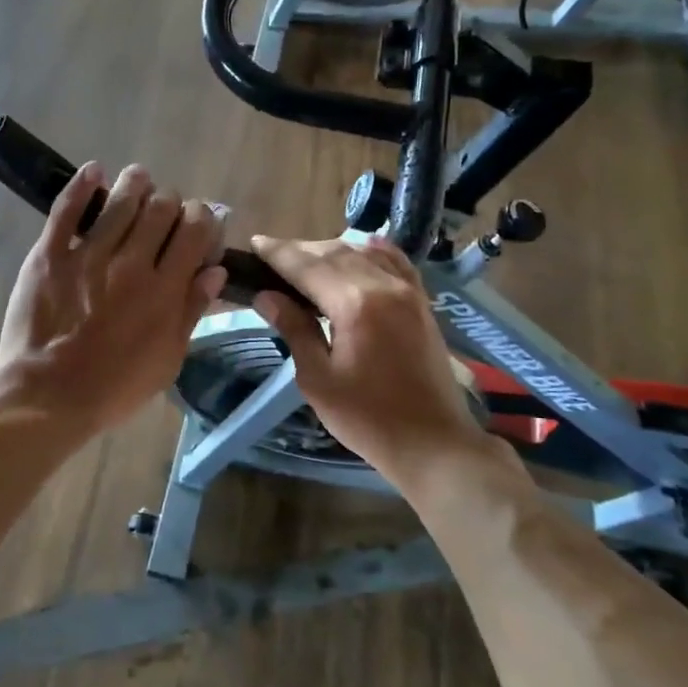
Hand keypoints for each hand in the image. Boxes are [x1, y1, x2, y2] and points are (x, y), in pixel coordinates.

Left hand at [0, 162, 226, 434]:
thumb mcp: (168, 360)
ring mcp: (88, 255)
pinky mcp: (50, 254)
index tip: (198, 223)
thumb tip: (215, 270)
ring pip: (120, 200)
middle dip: (170, 202)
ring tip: (137, 181)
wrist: (49, 396)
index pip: (196, 229)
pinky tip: (94, 171)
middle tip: (164, 211)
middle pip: (162, 207)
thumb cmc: (115, 387)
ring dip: (135, 183)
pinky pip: (67, 209)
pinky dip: (82, 184)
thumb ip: (191, 311)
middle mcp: (132, 263)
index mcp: (165, 289)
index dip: (202, 217)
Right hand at [250, 234, 495, 481]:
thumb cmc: (367, 418)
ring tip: (305, 260)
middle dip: (300, 250)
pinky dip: (369, 252)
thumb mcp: (318, 379)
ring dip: (330, 249)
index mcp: (354, 303)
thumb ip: (294, 329)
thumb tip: (265, 295)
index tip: (254, 244)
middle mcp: (383, 285)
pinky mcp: (421, 302)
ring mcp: (408, 291)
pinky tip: (357, 251)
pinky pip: (394, 261)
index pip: (307, 265)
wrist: (433, 442)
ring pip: (363, 252)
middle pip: (334, 251)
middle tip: (271, 256)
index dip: (278, 253)